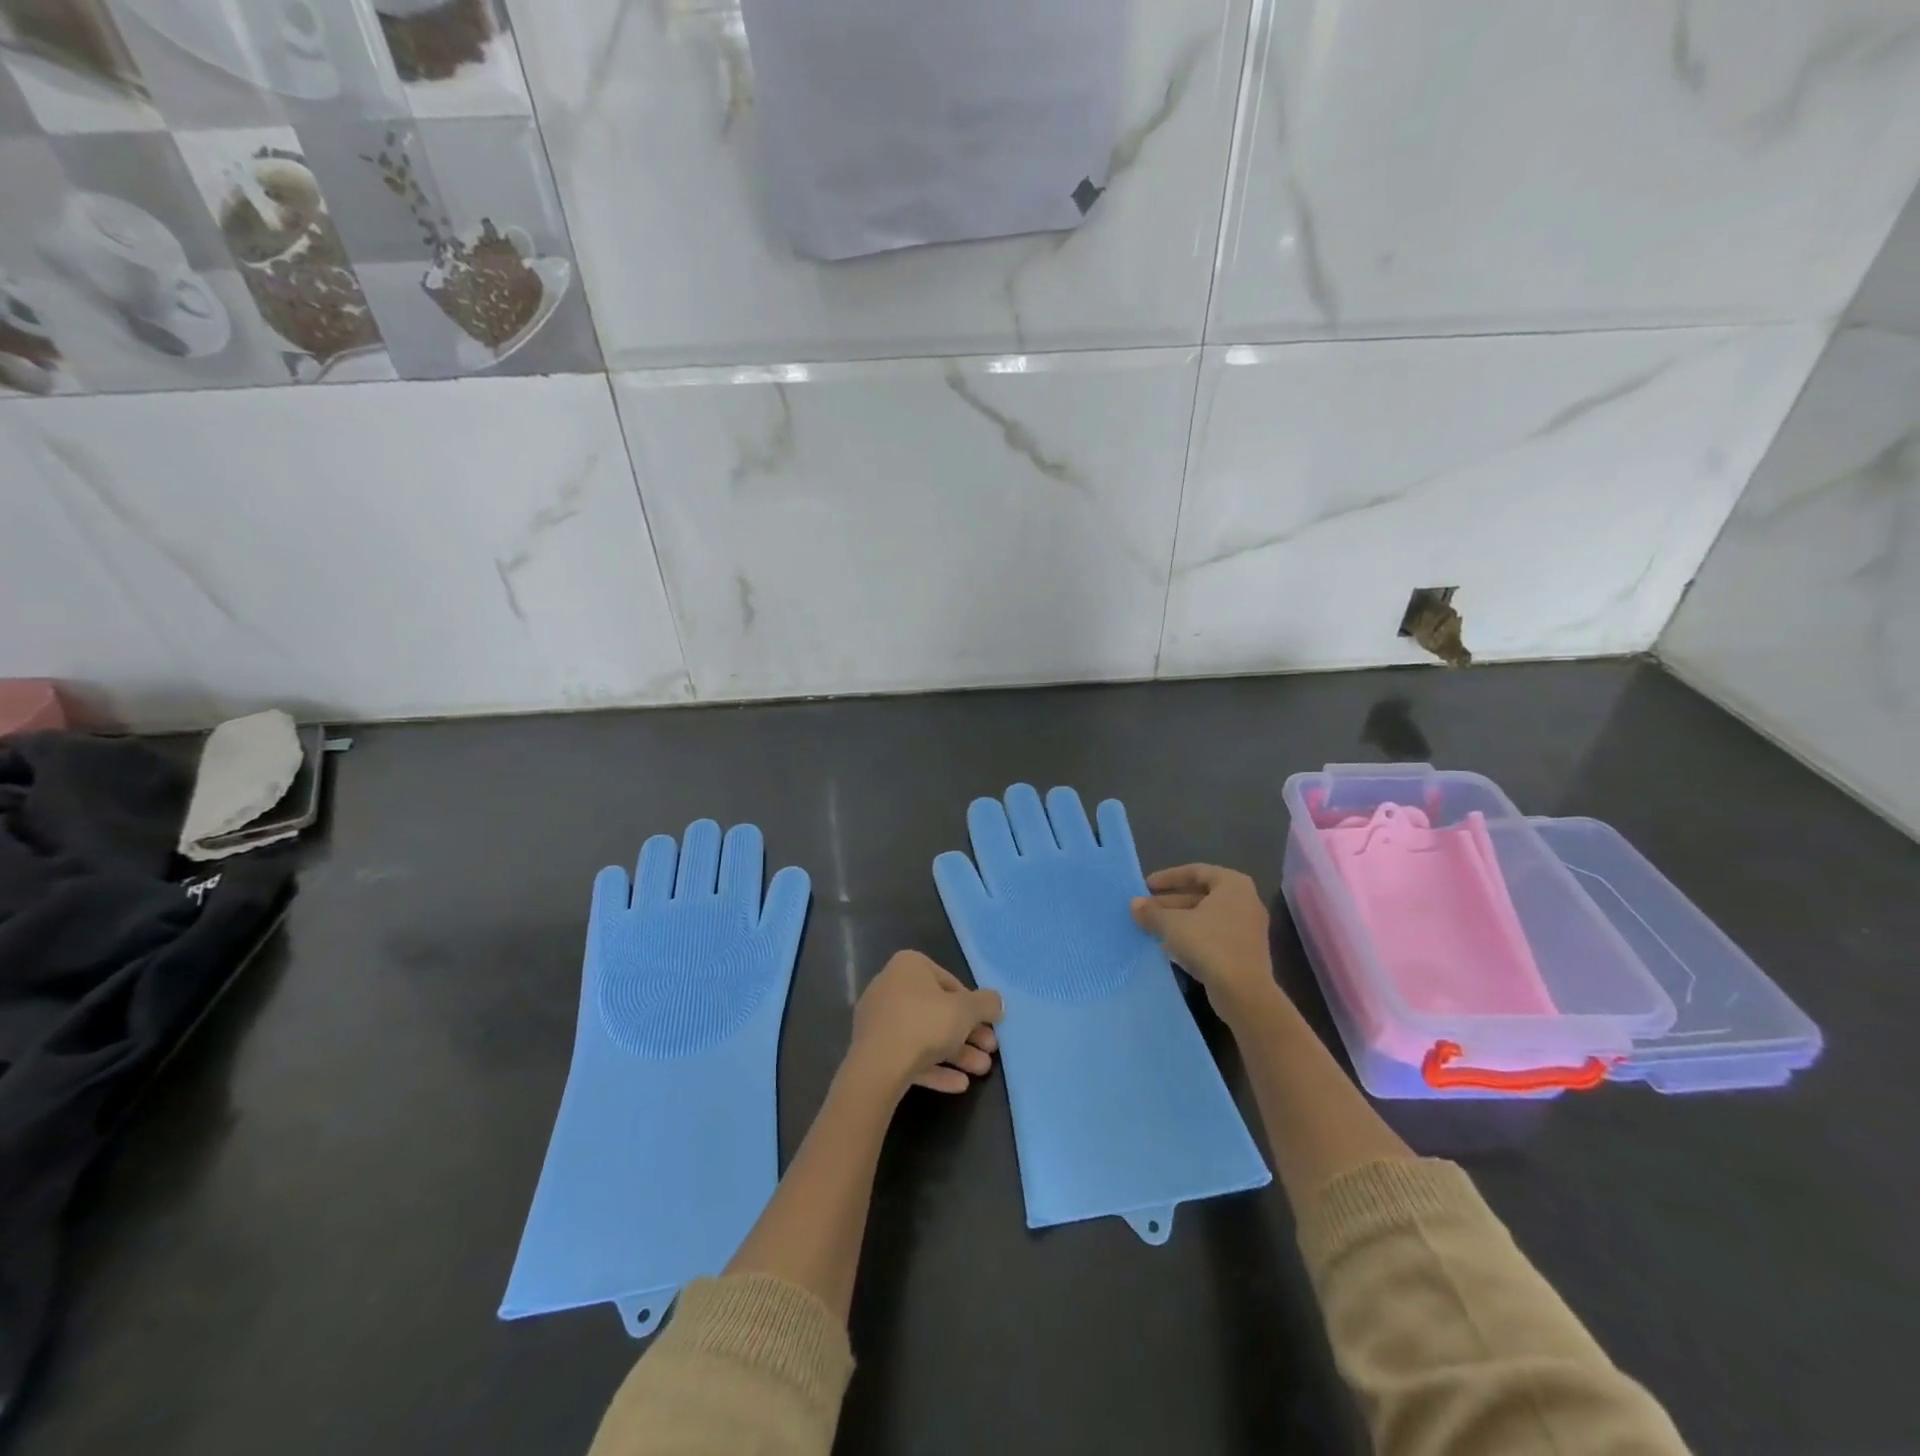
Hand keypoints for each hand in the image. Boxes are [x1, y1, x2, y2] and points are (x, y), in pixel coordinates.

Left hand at [847, 951, 1003, 1096]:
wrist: (878, 1066)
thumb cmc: (925, 1024)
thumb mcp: (966, 1010)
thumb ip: (986, 1004)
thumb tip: (997, 1003)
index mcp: (909, 966)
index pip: (950, 982)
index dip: (974, 1006)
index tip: (989, 1024)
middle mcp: (890, 986)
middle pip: (938, 1011)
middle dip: (968, 1034)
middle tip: (990, 1050)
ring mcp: (879, 1020)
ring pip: (925, 1035)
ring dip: (956, 1053)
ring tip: (982, 1071)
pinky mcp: (873, 1050)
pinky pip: (909, 1054)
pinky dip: (934, 1067)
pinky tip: (959, 1084)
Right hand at [1130, 864, 1283, 1026]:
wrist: (1244, 992)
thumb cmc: (1209, 944)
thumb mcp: (1173, 925)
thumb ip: (1152, 912)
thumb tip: (1134, 904)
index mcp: (1233, 884)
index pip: (1196, 871)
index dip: (1168, 877)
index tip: (1146, 886)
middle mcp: (1245, 901)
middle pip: (1200, 895)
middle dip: (1170, 902)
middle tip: (1144, 909)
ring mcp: (1247, 928)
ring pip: (1206, 917)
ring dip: (1178, 920)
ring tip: (1151, 927)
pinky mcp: (1244, 951)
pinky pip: (1214, 935)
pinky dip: (1192, 936)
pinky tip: (1169, 946)